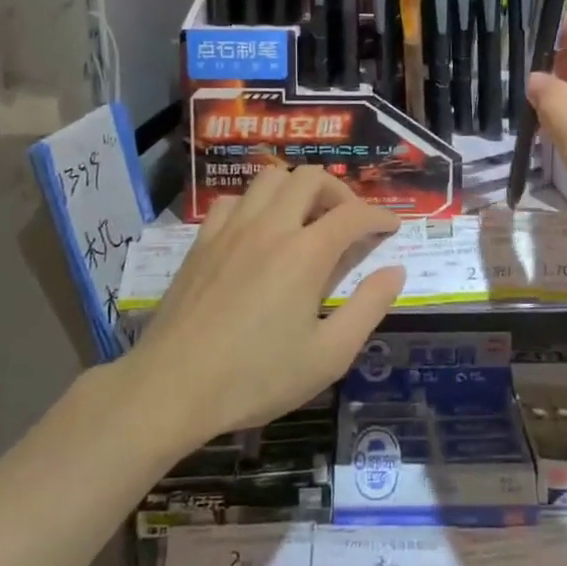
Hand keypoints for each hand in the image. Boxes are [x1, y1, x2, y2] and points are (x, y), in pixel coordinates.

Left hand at [128, 166, 405, 447]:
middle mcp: (270, 227)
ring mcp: (231, 230)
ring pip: (270, 178)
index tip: (392, 228)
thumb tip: (395, 271)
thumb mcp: (329, 355)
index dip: (380, 216)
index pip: (354, 214)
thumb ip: (368, 307)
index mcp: (306, 253)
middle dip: (340, 192)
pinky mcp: (202, 242)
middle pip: (310, 177)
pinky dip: (256, 204)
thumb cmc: (256, 377)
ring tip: (306, 220)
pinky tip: (258, 232)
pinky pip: (233, 200)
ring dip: (297, 189)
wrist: (172, 388)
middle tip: (349, 223)